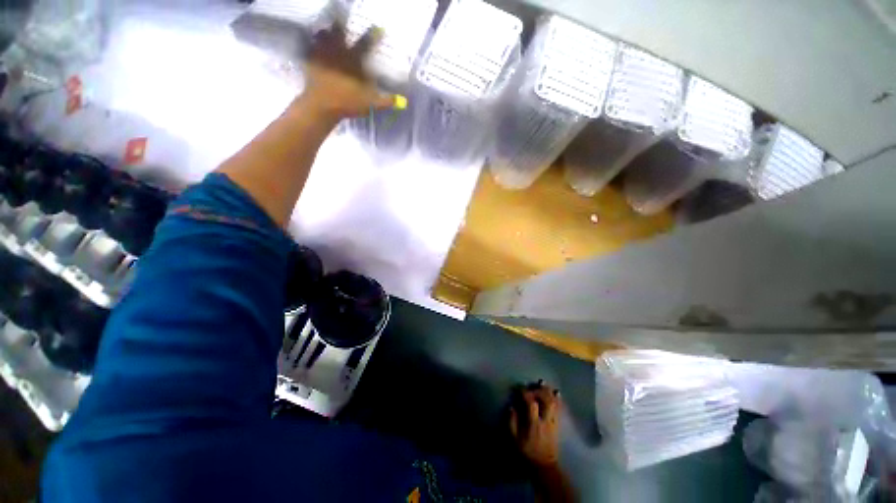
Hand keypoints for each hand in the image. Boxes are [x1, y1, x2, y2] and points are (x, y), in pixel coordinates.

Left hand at [300, 24, 395, 120]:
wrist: (323, 105)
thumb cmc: (348, 103)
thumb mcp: (371, 104)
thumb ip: (387, 101)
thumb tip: (404, 101)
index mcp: (354, 60)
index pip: (367, 43)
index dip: (374, 35)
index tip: (379, 28)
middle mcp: (338, 51)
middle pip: (339, 29)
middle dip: (341, 23)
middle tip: (341, 17)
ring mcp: (323, 54)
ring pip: (322, 34)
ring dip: (325, 31)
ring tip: (327, 31)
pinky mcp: (311, 60)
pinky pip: (310, 47)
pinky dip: (312, 44)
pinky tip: (313, 45)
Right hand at [510, 382, 561, 468]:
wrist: (544, 466)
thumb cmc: (527, 452)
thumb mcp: (515, 440)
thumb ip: (512, 422)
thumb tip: (511, 406)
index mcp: (534, 423)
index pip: (531, 403)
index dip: (525, 393)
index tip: (518, 388)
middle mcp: (545, 420)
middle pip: (546, 400)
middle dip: (538, 390)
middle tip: (530, 386)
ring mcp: (553, 422)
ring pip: (554, 403)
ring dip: (548, 391)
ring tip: (542, 383)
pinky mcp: (557, 424)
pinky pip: (559, 409)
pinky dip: (557, 399)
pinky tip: (556, 392)